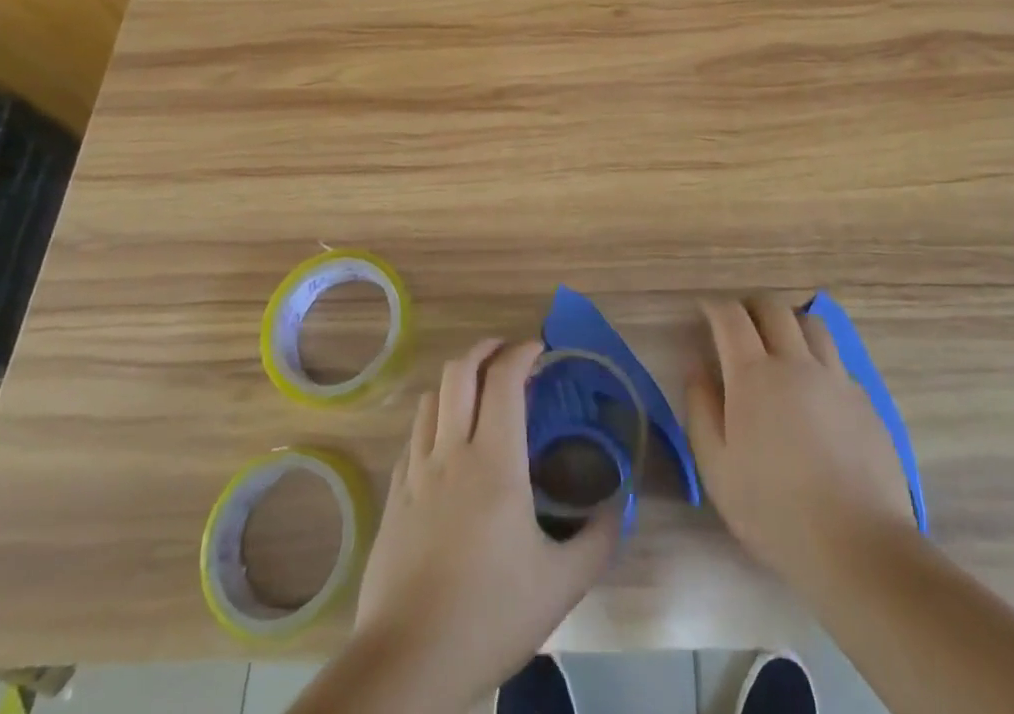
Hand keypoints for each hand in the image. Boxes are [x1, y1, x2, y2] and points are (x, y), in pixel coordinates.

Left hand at [352, 338, 620, 702]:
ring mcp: (416, 472)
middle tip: (508, 355)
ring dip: (457, 382)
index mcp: (494, 461)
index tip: (540, 348)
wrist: (407, 664)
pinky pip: (413, 436)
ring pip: (431, 398)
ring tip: (479, 393)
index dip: (521, 352)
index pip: (503, 379)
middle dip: (486, 350)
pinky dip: (434, 420)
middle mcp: (451, 451)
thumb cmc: (489, 616)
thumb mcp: (560, 584)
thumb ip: (597, 539)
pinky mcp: (394, 495)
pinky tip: (447, 444)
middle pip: (460, 371)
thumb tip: (618, 507)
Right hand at [686, 299, 920, 591]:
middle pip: (773, 308)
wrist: (858, 545)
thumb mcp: (716, 468)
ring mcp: (835, 378)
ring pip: (812, 325)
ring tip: (780, 344)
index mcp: (753, 375)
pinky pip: (837, 361)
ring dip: (789, 323)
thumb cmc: (774, 511)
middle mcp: (795, 362)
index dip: (714, 306)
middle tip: (739, 323)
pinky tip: (814, 390)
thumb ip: (700, 410)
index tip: (704, 310)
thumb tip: (696, 368)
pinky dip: (818, 360)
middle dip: (751, 306)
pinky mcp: (864, 400)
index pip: (731, 316)